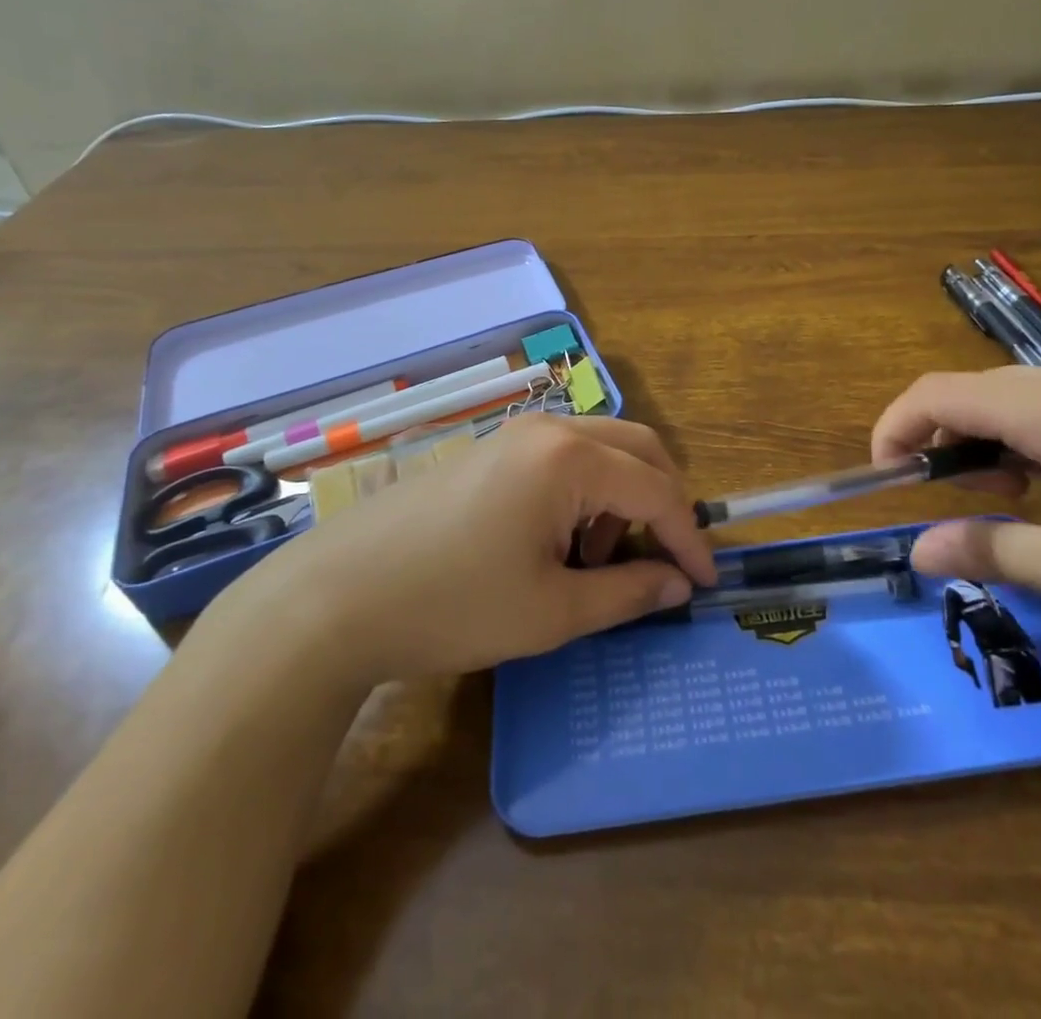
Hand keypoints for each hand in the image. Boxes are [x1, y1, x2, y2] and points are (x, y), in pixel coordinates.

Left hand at [216, 416, 716, 685]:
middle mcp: (549, 429)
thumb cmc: (452, 605)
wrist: (335, 597)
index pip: (658, 491)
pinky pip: (563, 457)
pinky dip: (584, 493)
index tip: (705, 583)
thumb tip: (676, 586)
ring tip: (596, 563)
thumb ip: (627, 593)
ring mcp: (515, 433)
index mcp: (571, 458)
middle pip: (639, 449)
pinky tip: (556, 543)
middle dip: (662, 504)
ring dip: (621, 498)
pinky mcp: (490, 449)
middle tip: (663, 562)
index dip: (689, 538)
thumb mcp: (551, 612)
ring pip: (601, 450)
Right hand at [872, 368, 1040, 672]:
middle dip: (936, 438)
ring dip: (982, 440)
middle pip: (968, 390)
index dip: (894, 429)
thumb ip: (990, 553)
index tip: (884, 478)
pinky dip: (1023, 440)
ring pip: (1008, 397)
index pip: (936, 393)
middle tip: (946, 500)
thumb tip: (916, 553)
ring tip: (1001, 501)